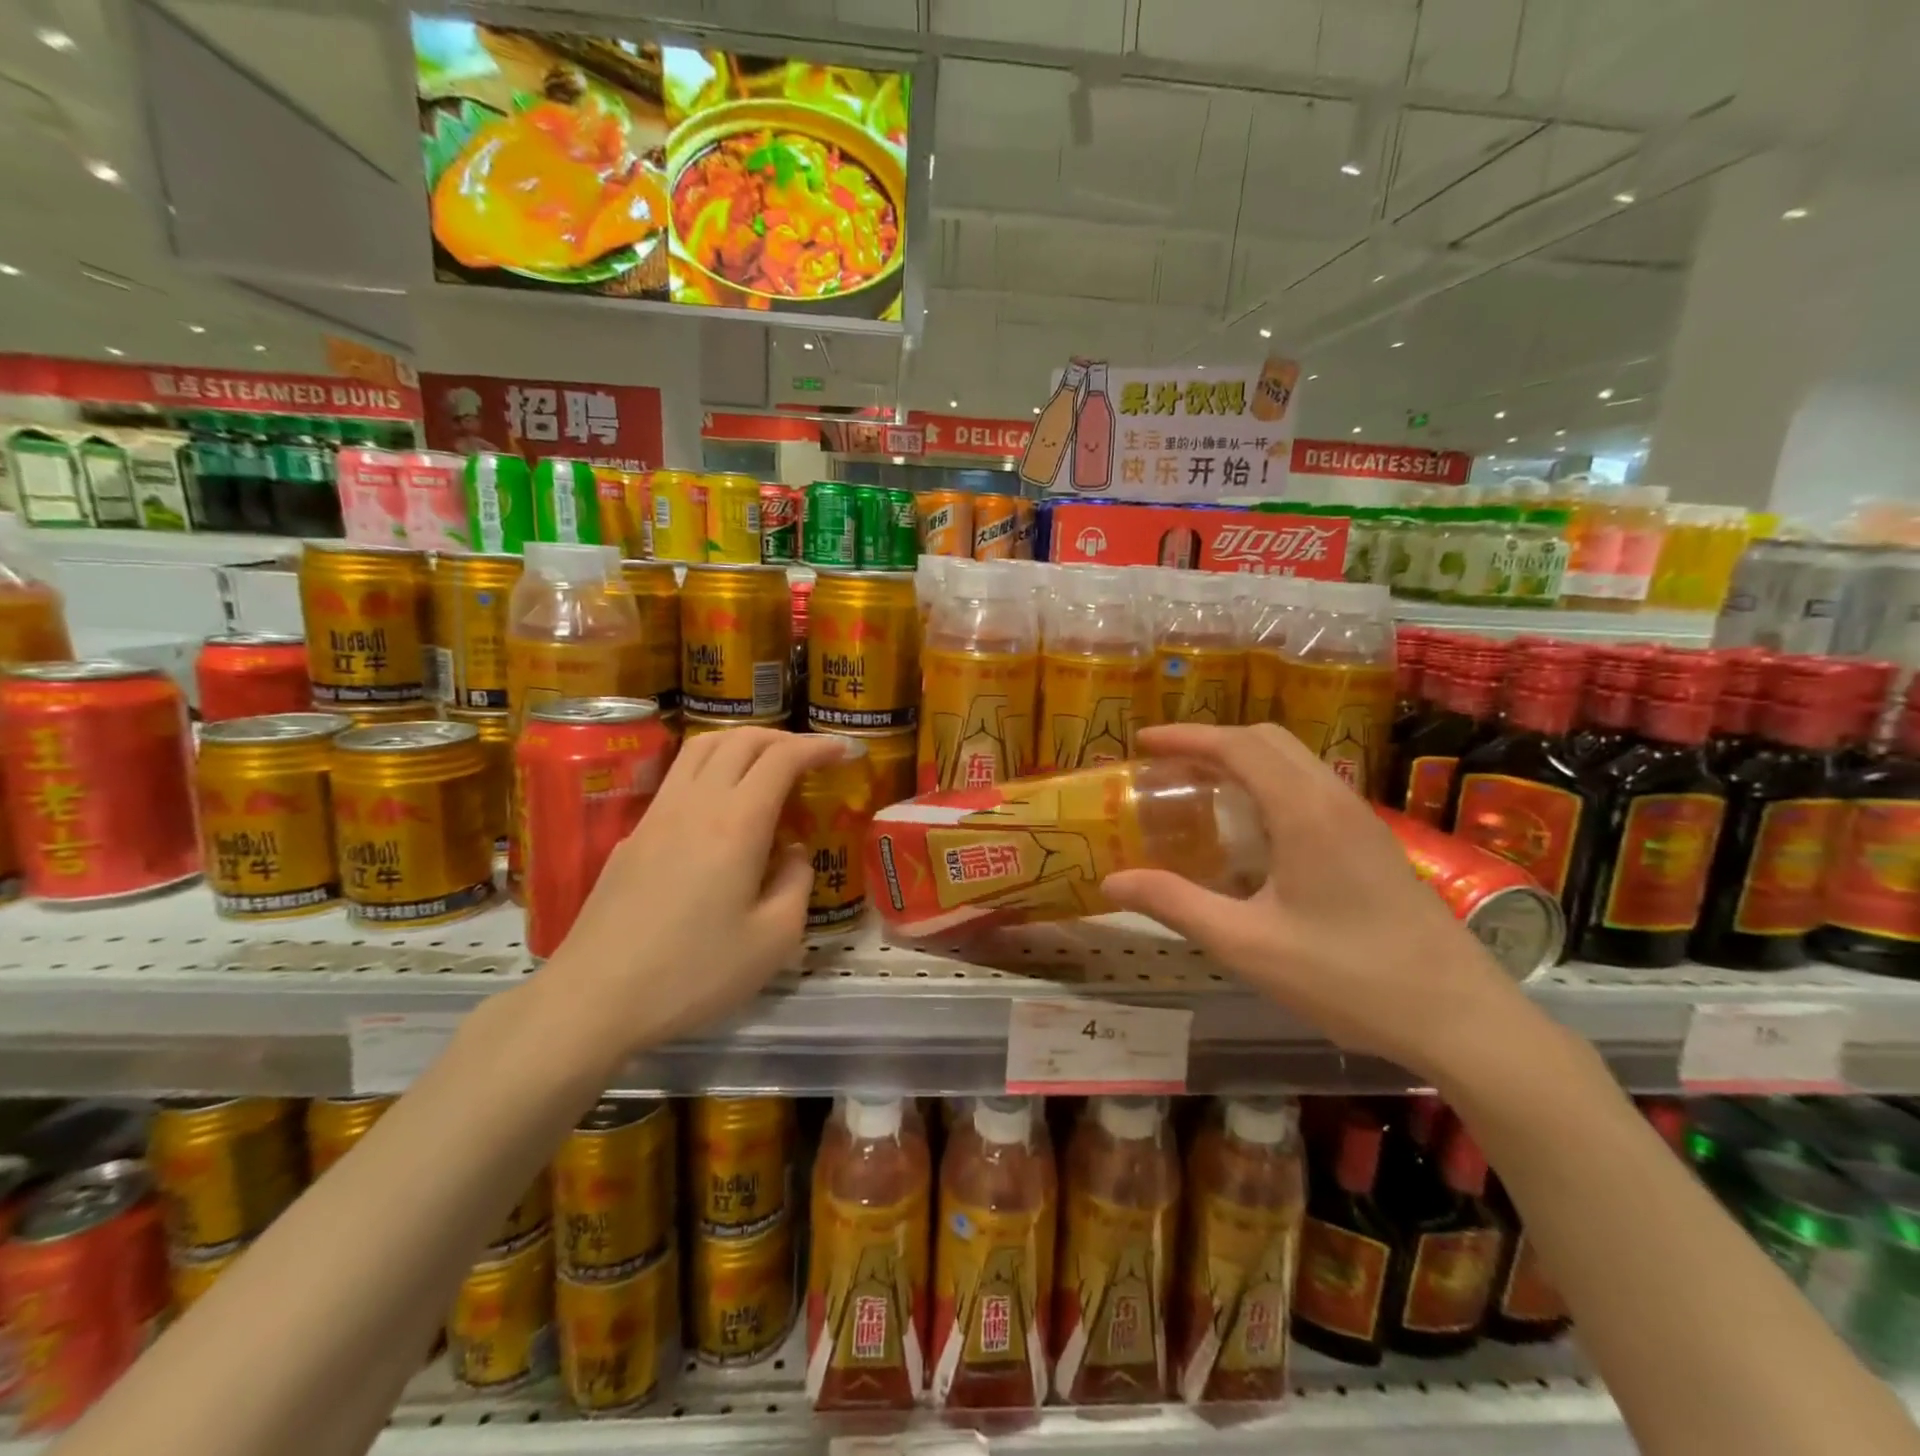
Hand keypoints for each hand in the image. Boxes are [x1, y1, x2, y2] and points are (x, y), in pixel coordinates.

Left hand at [534, 727, 850, 1063]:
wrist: (594, 998)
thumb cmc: (694, 973)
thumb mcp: (773, 940)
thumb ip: (796, 884)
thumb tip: (794, 853)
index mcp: (737, 823)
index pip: (782, 759)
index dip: (816, 746)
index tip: (844, 749)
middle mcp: (696, 803)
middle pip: (741, 740)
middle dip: (783, 737)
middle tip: (810, 755)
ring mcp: (657, 814)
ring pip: (701, 748)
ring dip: (742, 742)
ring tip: (766, 762)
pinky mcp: (633, 835)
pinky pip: (678, 776)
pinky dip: (711, 766)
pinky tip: (720, 802)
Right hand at [1101, 723, 1547, 1084]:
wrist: (1461, 1018)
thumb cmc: (1348, 977)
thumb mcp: (1247, 945)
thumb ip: (1176, 905)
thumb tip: (1112, 882)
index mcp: (1304, 811)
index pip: (1237, 746)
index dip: (1186, 736)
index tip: (1141, 741)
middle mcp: (1334, 799)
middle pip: (1268, 740)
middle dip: (1212, 740)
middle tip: (1166, 765)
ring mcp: (1360, 819)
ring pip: (1294, 762)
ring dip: (1243, 760)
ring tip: (1199, 790)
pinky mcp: (1372, 843)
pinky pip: (1310, 788)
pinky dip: (1268, 784)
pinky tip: (1250, 831)